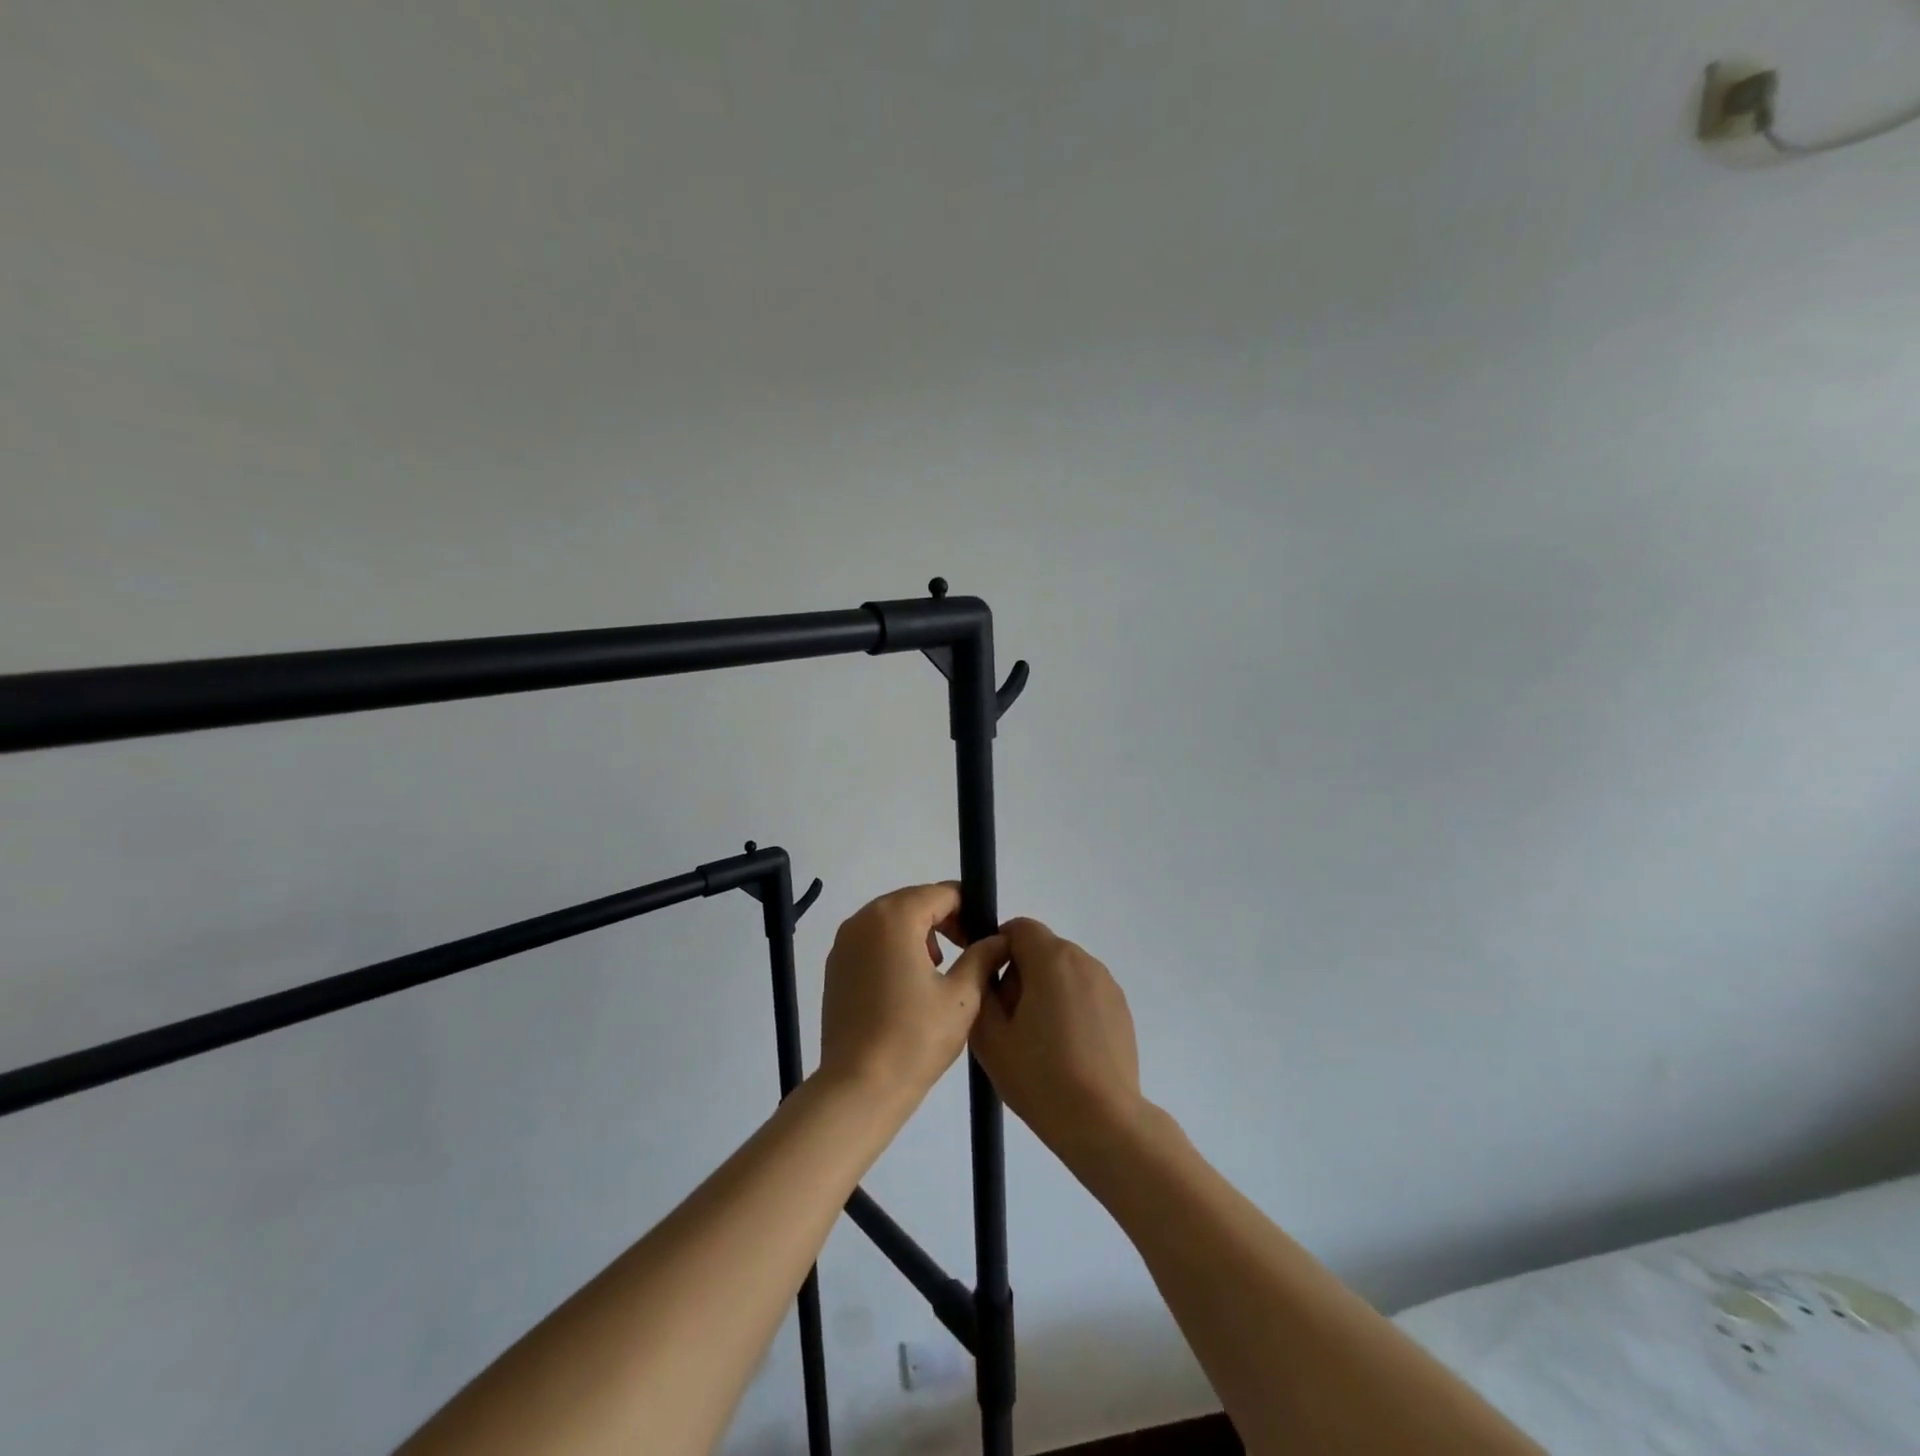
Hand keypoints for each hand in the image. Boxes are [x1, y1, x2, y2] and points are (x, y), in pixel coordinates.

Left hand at [819, 884, 1007, 1105]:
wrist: (858, 1087)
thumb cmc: (915, 1038)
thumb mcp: (962, 995)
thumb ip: (983, 957)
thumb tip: (999, 938)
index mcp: (894, 917)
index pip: (941, 893)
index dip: (968, 909)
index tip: (983, 938)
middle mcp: (863, 919)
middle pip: (913, 901)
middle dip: (943, 920)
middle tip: (967, 952)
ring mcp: (843, 943)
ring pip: (891, 921)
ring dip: (918, 933)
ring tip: (939, 970)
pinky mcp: (834, 967)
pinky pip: (871, 941)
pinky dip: (893, 949)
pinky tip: (908, 986)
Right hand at [970, 918, 1144, 1157]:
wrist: (1102, 1121)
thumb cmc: (1039, 1076)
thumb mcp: (989, 1035)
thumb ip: (981, 989)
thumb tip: (991, 971)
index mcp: (1051, 958)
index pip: (1019, 928)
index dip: (998, 949)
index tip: (991, 987)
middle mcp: (1083, 960)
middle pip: (1042, 949)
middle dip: (1021, 973)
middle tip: (1010, 1022)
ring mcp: (1107, 984)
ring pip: (1064, 971)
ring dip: (1046, 991)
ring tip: (1039, 1041)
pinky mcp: (1121, 1008)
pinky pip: (1084, 992)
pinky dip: (1070, 1007)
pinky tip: (1066, 1051)